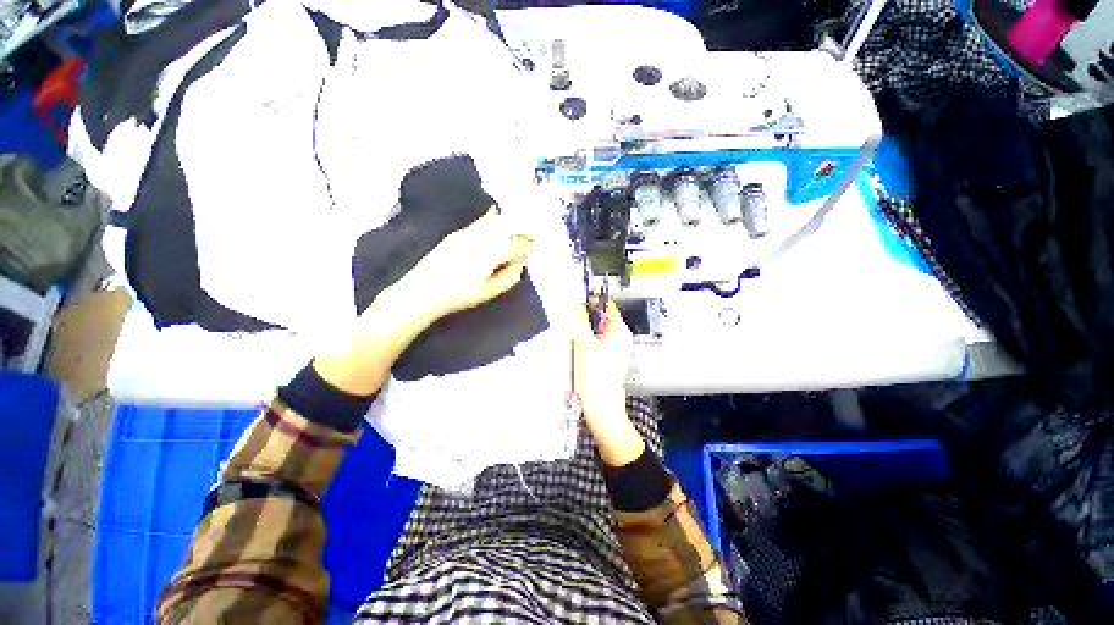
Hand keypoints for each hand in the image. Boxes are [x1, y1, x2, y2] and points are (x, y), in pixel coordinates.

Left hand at [395, 209, 533, 322]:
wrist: (424, 290)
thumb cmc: (460, 294)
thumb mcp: (489, 291)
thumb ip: (509, 277)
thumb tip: (520, 264)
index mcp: (493, 252)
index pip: (518, 244)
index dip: (529, 247)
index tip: (537, 249)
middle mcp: (483, 237)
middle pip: (509, 228)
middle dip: (522, 230)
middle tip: (532, 236)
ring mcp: (469, 233)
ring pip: (495, 222)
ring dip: (509, 221)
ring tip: (520, 222)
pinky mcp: (458, 234)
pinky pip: (479, 221)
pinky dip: (490, 217)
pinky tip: (495, 211)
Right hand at [574, 298, 644, 465]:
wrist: (602, 409)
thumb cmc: (596, 378)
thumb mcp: (584, 344)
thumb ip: (579, 321)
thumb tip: (573, 303)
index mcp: (619, 331)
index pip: (606, 305)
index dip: (591, 302)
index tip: (575, 305)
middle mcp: (620, 338)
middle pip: (601, 318)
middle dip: (584, 317)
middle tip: (569, 322)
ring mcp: (615, 350)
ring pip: (597, 331)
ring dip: (583, 330)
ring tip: (572, 337)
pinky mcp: (608, 360)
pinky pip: (596, 343)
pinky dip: (586, 342)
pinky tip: (577, 350)